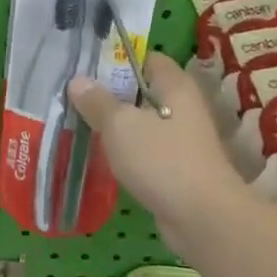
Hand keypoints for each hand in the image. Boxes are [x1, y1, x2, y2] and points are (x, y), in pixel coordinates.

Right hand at [68, 52, 252, 236]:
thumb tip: (78, 81)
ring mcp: (181, 139)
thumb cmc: (162, 160)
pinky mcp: (176, 168)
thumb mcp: (121, 125)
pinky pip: (144, 150)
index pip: (147, 58)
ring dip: (115, 125)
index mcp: (175, 86)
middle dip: (109, 93)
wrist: (202, 218)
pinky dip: (125, 151)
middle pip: (141, 91)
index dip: (118, 59)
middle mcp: (182, 107)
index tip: (86, 67)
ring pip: (141, 123)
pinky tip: (99, 155)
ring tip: (78, 123)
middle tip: (73, 95)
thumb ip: (98, 102)